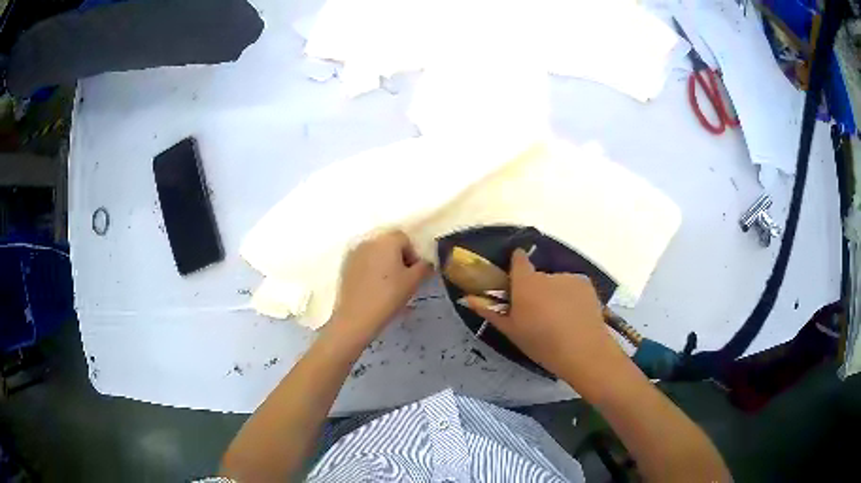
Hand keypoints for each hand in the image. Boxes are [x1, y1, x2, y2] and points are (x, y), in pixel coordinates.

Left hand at [327, 230, 431, 344]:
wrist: (357, 316)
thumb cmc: (389, 296)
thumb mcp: (413, 282)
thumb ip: (424, 267)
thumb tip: (427, 263)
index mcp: (387, 241)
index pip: (405, 239)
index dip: (413, 254)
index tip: (414, 273)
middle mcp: (369, 241)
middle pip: (389, 244)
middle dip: (398, 257)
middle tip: (403, 279)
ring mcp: (355, 253)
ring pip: (375, 253)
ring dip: (384, 263)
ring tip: (388, 284)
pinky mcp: (345, 266)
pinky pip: (364, 262)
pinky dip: (371, 270)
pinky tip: (374, 288)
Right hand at [467, 249, 627, 390]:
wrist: (582, 351)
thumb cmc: (541, 343)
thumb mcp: (511, 332)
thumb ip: (490, 312)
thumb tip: (468, 298)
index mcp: (525, 283)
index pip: (518, 259)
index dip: (516, 264)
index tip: (515, 278)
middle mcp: (547, 274)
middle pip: (537, 276)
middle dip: (536, 289)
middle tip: (538, 313)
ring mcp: (569, 278)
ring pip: (556, 282)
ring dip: (555, 293)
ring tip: (559, 318)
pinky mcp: (586, 284)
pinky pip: (572, 287)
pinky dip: (571, 297)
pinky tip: (574, 316)